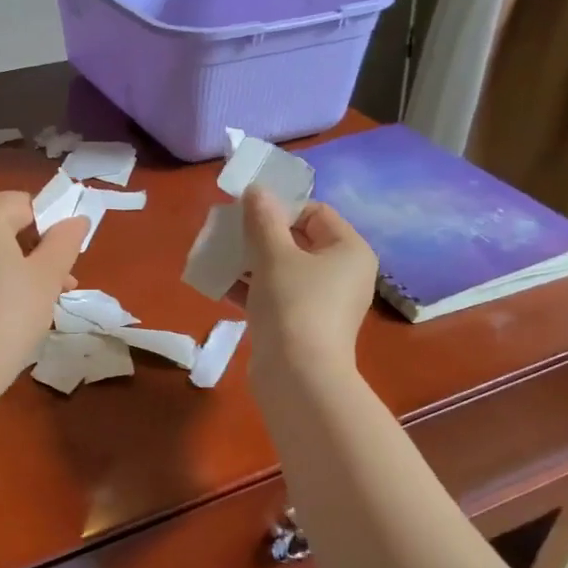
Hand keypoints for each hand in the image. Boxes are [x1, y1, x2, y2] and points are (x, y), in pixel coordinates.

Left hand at [0, 191, 86, 395]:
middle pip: (7, 224)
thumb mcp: (47, 276)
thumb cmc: (9, 313)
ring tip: (43, 302)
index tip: (67, 263)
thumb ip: (65, 242)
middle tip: (61, 286)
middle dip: (38, 250)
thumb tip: (77, 219)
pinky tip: (13, 310)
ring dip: (21, 267)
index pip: (27, 204)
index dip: (53, 229)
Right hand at [238, 186, 376, 384]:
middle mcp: (343, 274)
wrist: (298, 376)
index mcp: (349, 250)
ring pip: (284, 270)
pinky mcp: (303, 327)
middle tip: (228, 234)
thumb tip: (255, 190)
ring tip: (219, 258)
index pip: (315, 212)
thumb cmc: (293, 305)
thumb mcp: (273, 255)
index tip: (246, 214)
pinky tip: (221, 286)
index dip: (280, 208)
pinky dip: (253, 289)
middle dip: (260, 236)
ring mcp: (323, 304)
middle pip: (298, 241)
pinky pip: (277, 297)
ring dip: (251, 263)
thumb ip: (262, 219)